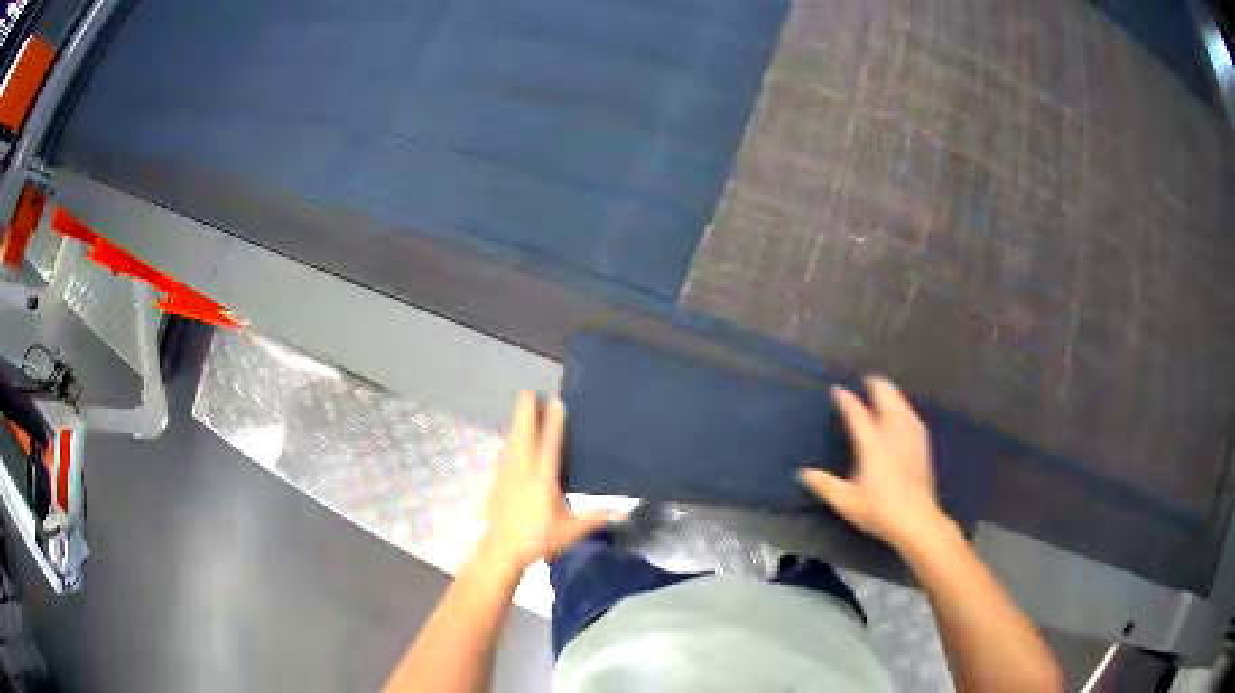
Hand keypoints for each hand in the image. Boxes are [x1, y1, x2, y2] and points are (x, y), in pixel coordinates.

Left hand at [477, 391, 612, 571]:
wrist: (501, 549)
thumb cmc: (538, 539)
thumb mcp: (571, 531)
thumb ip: (596, 518)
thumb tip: (623, 511)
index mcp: (543, 480)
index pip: (550, 446)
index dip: (554, 423)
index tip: (556, 402)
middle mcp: (523, 472)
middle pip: (524, 436)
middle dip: (526, 413)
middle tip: (528, 392)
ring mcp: (507, 476)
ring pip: (512, 443)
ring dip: (517, 424)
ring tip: (521, 408)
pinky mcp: (496, 482)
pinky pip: (504, 455)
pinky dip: (509, 442)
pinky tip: (508, 440)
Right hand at [799, 376, 946, 548]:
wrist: (916, 520)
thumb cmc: (879, 511)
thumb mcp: (846, 501)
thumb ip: (824, 485)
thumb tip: (802, 473)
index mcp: (872, 444)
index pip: (858, 414)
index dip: (847, 400)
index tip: (837, 389)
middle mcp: (892, 434)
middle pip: (886, 400)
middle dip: (877, 387)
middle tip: (869, 379)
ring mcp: (910, 438)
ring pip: (902, 406)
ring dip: (893, 394)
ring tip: (886, 389)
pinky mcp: (922, 446)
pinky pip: (913, 417)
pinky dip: (905, 408)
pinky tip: (905, 411)